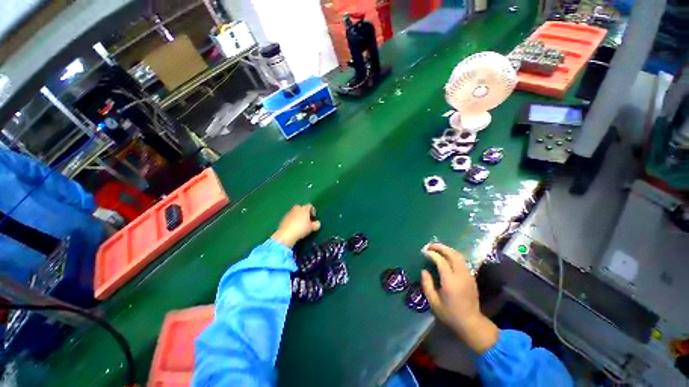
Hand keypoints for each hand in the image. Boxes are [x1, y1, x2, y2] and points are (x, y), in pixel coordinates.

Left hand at [271, 204, 320, 247]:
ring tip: (299, 224)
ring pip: (294, 212)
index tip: (313, 217)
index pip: (309, 206)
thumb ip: (316, 224)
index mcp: (304, 209)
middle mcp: (296, 209)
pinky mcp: (283, 218)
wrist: (286, 234)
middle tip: (306, 219)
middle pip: (301, 207)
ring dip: (297, 216)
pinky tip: (293, 227)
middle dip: (303, 212)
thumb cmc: (301, 229)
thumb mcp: (312, 228)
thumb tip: (317, 223)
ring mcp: (289, 213)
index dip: (312, 210)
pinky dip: (292, 220)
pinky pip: (289, 217)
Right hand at [421, 243, 498, 352]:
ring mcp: (468, 276)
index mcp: (450, 281)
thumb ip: (427, 284)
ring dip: (448, 250)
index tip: (424, 252)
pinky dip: (453, 255)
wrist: (471, 323)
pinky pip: (462, 261)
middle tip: (430, 246)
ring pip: (459, 256)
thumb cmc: (450, 314)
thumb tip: (424, 270)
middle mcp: (461, 275)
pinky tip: (446, 257)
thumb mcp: (433, 302)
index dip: (432, 254)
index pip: (441, 261)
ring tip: (437, 249)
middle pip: (452, 254)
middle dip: (441, 247)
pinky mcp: (471, 278)